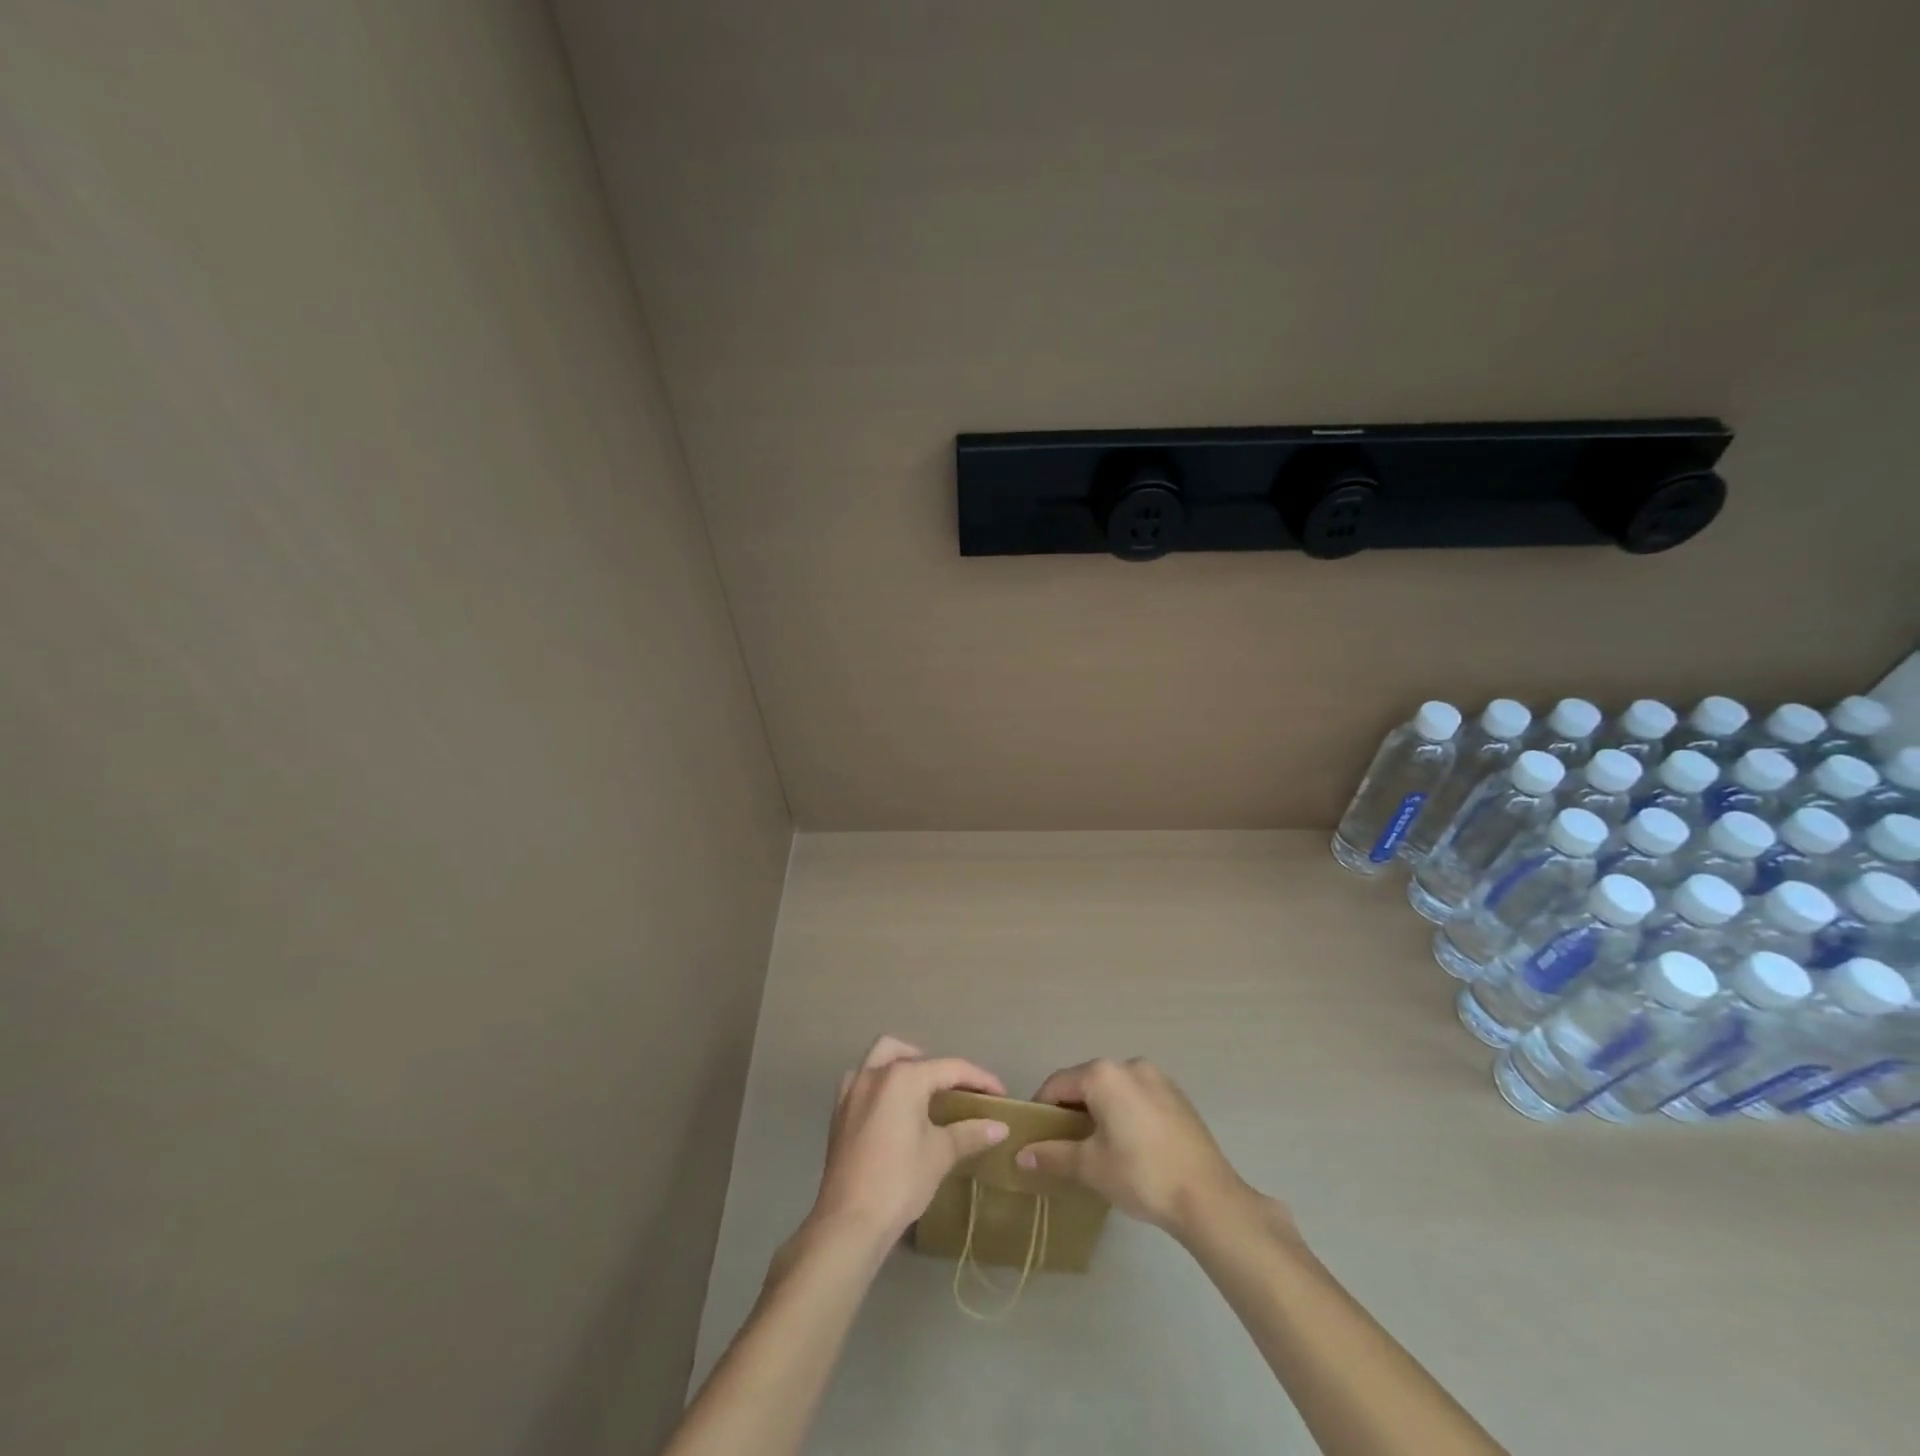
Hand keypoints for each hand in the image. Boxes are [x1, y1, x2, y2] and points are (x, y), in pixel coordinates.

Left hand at [805, 1036, 1009, 1243]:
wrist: (848, 1222)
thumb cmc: (899, 1182)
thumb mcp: (940, 1155)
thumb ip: (970, 1133)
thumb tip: (1000, 1126)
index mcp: (904, 1078)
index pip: (950, 1068)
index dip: (979, 1079)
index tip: (1000, 1093)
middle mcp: (875, 1073)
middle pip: (910, 1054)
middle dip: (936, 1066)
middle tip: (955, 1091)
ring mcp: (852, 1090)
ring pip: (880, 1057)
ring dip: (903, 1065)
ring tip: (922, 1092)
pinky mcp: (839, 1111)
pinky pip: (862, 1080)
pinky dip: (880, 1083)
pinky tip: (891, 1109)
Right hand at [1016, 1057, 1269, 1241]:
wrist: (1209, 1198)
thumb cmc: (1141, 1175)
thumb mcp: (1091, 1167)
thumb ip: (1053, 1155)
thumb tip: (1021, 1155)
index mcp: (1103, 1075)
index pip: (1058, 1084)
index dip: (1042, 1109)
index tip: (1035, 1136)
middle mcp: (1129, 1065)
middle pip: (1086, 1082)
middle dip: (1071, 1110)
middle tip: (1064, 1145)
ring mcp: (1157, 1077)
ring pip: (1114, 1089)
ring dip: (1099, 1111)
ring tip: (1097, 1147)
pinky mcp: (1177, 1095)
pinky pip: (1137, 1096)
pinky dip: (1125, 1112)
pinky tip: (1130, 1145)